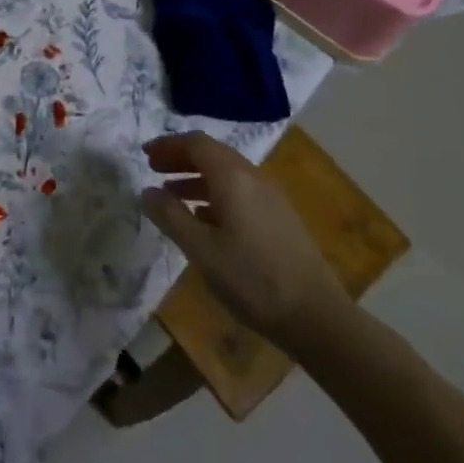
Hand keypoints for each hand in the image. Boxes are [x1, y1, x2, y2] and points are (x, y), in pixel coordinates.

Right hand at [140, 132, 347, 352]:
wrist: (318, 318)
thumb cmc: (253, 280)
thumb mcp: (201, 250)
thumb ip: (171, 216)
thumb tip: (147, 192)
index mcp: (233, 178)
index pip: (196, 143)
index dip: (168, 145)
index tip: (145, 155)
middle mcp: (253, 178)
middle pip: (212, 154)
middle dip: (180, 158)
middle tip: (154, 170)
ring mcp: (271, 198)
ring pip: (227, 174)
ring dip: (196, 178)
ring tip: (172, 197)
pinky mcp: (280, 218)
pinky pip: (241, 192)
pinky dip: (215, 195)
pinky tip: (205, 220)